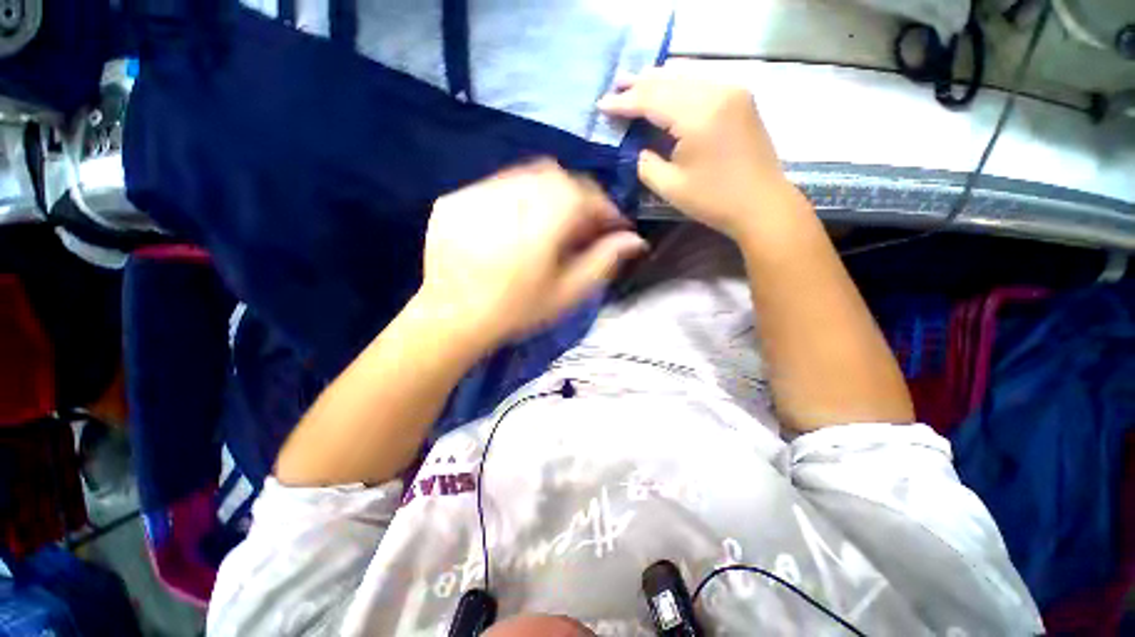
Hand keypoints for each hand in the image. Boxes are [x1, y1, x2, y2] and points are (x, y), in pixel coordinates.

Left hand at [417, 160, 647, 346]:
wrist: (452, 320)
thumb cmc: (518, 310)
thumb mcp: (568, 292)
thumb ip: (604, 260)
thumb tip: (634, 240)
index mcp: (546, 216)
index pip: (589, 195)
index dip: (607, 210)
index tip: (612, 228)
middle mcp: (512, 192)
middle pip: (558, 178)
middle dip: (578, 198)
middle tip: (580, 226)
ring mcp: (477, 191)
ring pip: (525, 177)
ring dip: (546, 194)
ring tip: (548, 225)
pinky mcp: (454, 200)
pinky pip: (495, 187)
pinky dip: (514, 199)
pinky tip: (513, 226)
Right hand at [598, 67, 799, 240]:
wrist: (762, 204)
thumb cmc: (714, 200)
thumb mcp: (670, 187)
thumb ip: (646, 165)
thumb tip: (639, 150)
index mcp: (697, 115)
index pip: (651, 99)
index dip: (624, 102)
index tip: (602, 105)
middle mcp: (716, 92)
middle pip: (669, 80)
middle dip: (639, 83)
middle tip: (615, 85)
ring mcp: (732, 91)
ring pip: (687, 75)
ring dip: (659, 79)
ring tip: (636, 82)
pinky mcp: (740, 98)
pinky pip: (703, 81)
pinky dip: (681, 82)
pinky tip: (668, 85)